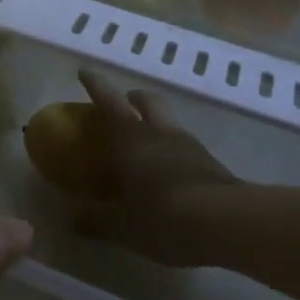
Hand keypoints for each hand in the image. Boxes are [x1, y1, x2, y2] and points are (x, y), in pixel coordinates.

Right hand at [72, 69, 240, 266]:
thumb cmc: (165, 217)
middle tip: (124, 103)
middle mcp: (160, 134)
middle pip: (147, 101)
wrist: (229, 224)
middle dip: (133, 98)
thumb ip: (97, 222)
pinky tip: (172, 172)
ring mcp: (190, 147)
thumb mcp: (124, 227)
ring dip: (157, 123)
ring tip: (148, 143)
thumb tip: (71, 220)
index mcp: (132, 139)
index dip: (95, 85)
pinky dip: (175, 151)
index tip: (85, 71)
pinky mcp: (212, 165)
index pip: (109, 101)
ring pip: (170, 122)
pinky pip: (187, 147)